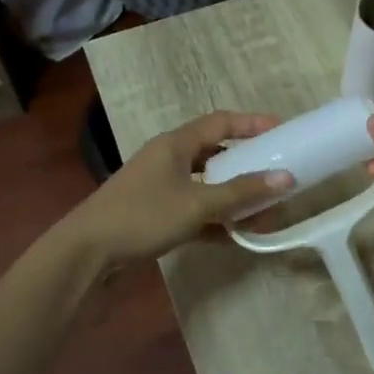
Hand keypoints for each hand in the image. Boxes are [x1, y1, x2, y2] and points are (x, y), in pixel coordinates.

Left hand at [69, 110, 288, 265]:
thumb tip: (286, 178)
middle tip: (275, 173)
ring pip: (205, 184)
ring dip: (232, 196)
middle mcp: (168, 159)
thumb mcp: (197, 204)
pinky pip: (194, 208)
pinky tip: (236, 235)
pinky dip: (215, 218)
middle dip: (246, 164)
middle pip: (215, 153)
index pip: (220, 122)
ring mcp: (160, 186)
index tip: (281, 130)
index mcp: (175, 144)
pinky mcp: (155, 212)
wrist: (87, 252)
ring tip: (263, 210)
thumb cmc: (143, 216)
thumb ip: (241, 192)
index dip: (251, 123)